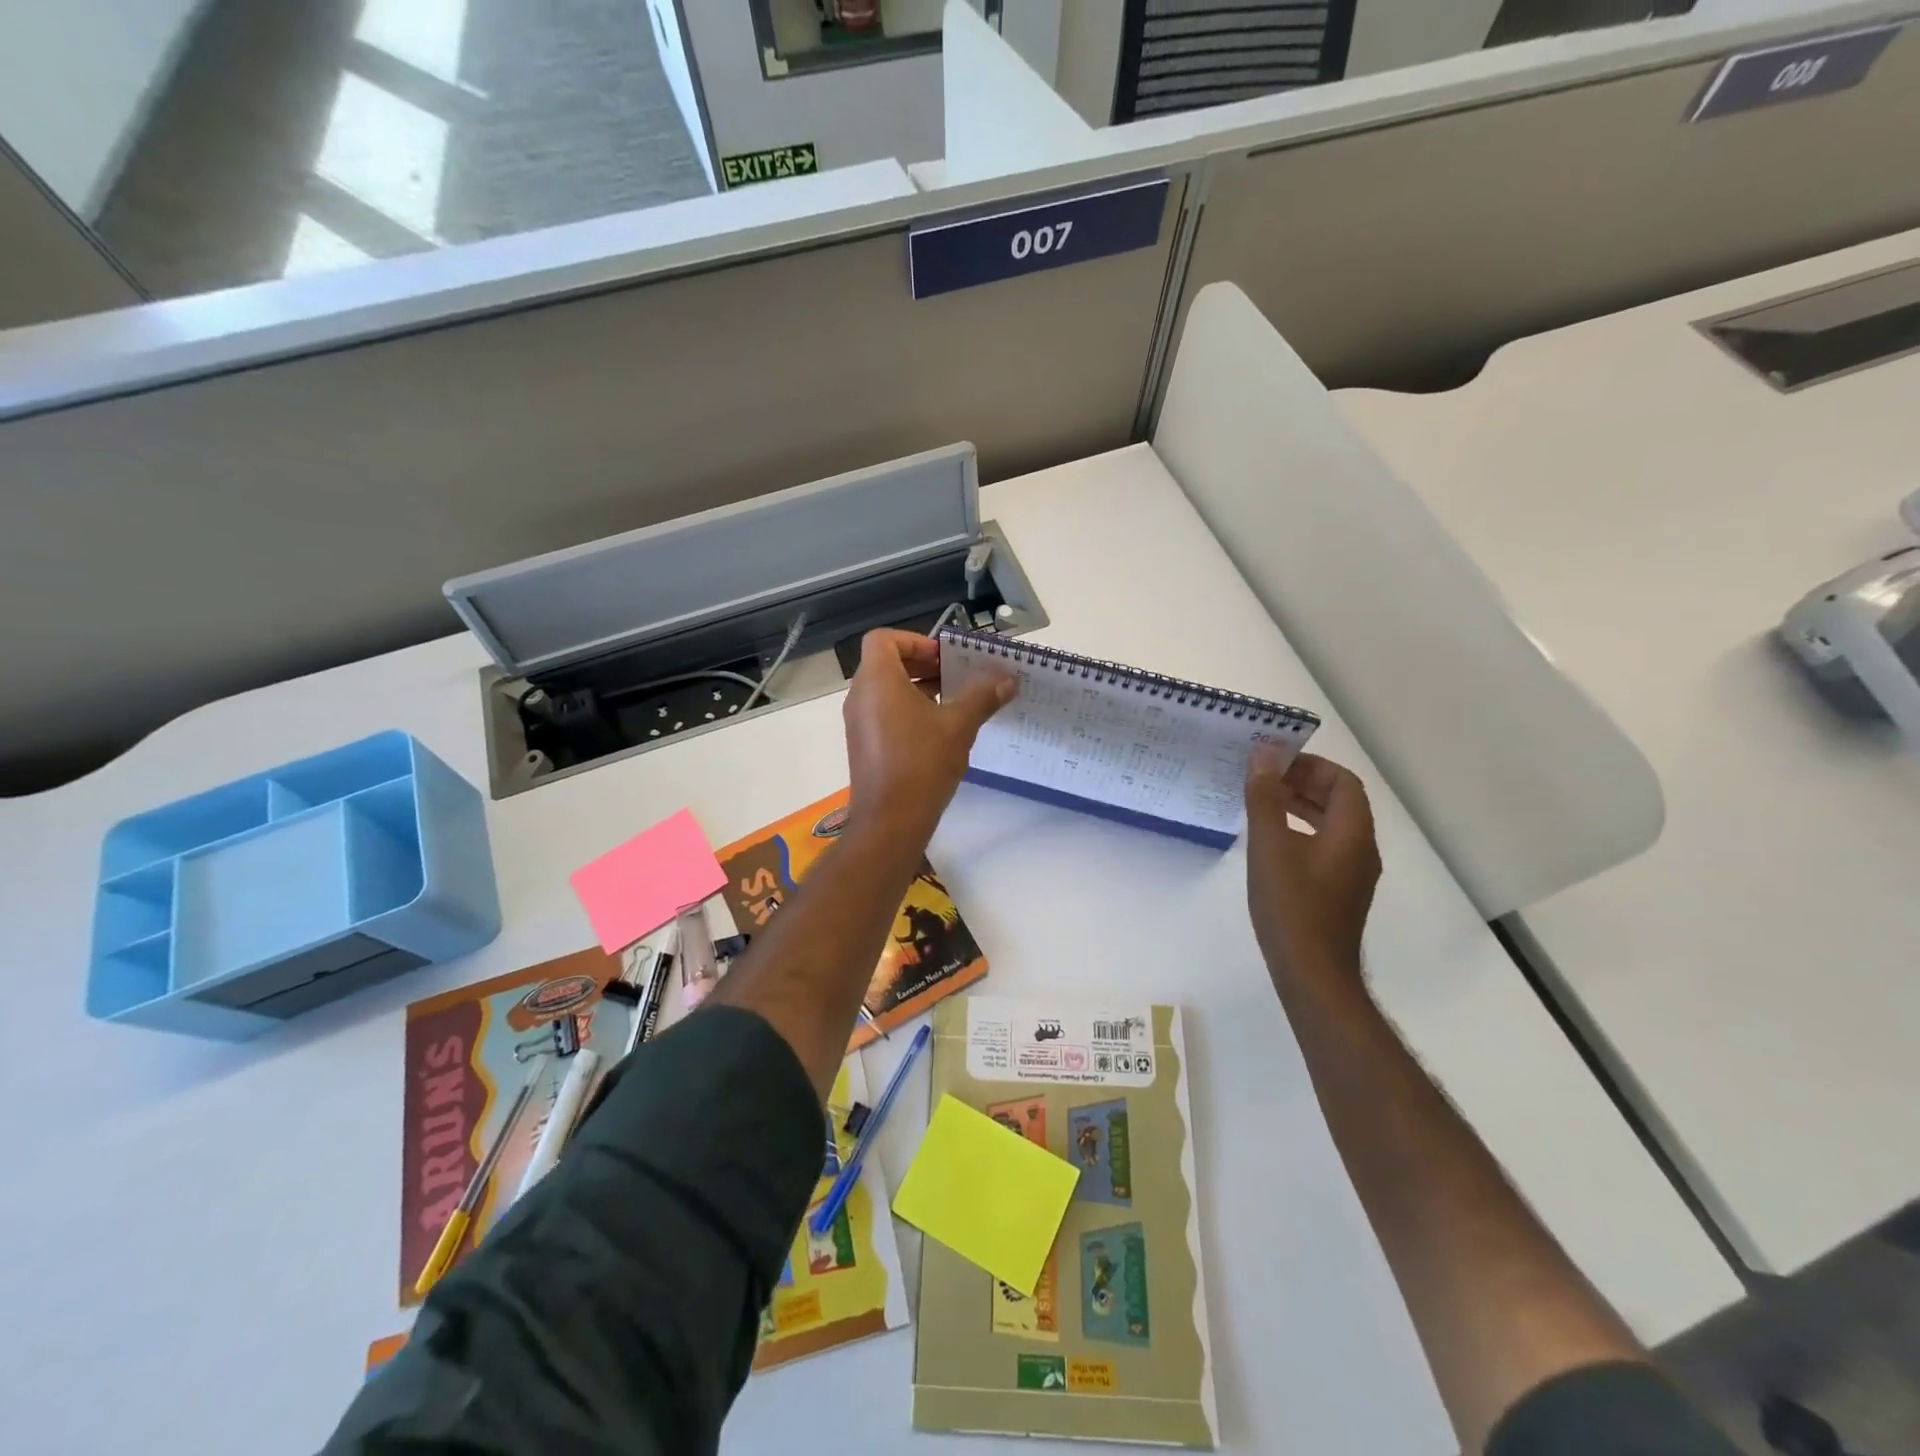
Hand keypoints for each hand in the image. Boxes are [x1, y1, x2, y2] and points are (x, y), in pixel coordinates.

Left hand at [844, 630, 1014, 837]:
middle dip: (922, 665)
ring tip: (953, 703)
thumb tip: (1008, 680)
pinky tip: (938, 732)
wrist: (890, 820)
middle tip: (955, 677)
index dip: (915, 640)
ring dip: (917, 689)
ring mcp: (858, 722)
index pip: (884, 639)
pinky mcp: (863, 744)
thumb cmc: (922, 762)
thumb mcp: (959, 725)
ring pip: (885, 690)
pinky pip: (883, 713)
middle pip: (886, 662)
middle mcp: (860, 695)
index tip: (943, 658)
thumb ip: (983, 697)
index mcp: (877, 680)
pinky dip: (907, 711)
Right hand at [1245, 748, 1380, 996]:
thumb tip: (1263, 755)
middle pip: (1341, 801)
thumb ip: (1265, 797)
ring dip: (1302, 806)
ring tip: (1263, 802)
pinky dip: (1302, 831)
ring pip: (1333, 825)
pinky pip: (1326, 846)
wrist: (1311, 973)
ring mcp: (1353, 874)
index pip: (1343, 782)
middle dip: (1304, 782)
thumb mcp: (1270, 845)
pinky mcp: (1340, 892)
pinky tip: (1272, 842)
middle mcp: (1361, 849)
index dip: (1312, 765)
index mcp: (1353, 833)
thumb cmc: (1291, 905)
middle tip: (1264, 777)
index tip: (1275, 761)